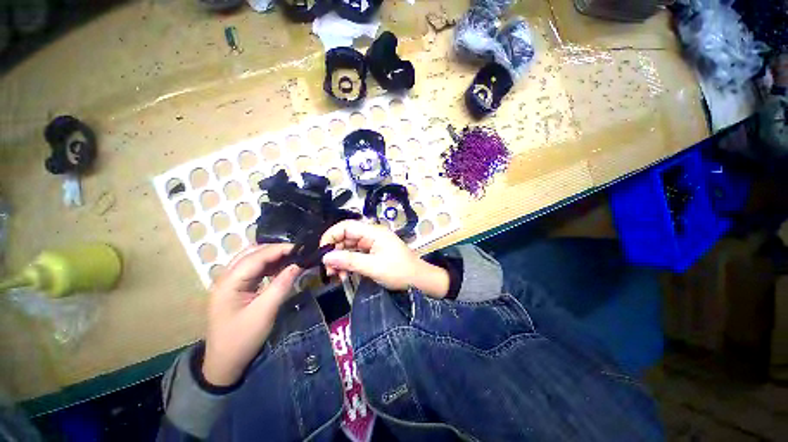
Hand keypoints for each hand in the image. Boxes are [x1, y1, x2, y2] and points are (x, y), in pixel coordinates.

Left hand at [202, 244, 301, 386]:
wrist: (224, 364)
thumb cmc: (242, 339)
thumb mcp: (265, 312)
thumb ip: (282, 285)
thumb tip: (299, 264)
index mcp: (229, 282)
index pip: (256, 256)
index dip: (279, 249)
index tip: (301, 248)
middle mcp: (226, 277)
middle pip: (252, 253)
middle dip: (275, 250)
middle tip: (297, 252)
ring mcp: (230, 283)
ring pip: (252, 259)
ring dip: (272, 257)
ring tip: (293, 258)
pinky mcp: (236, 289)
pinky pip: (254, 270)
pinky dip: (269, 266)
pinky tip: (281, 268)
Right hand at [319, 220, 449, 297]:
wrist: (419, 280)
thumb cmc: (399, 271)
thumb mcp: (374, 267)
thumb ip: (350, 261)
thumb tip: (326, 256)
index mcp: (373, 232)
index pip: (346, 226)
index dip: (331, 236)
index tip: (322, 253)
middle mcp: (371, 235)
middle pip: (346, 237)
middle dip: (335, 252)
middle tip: (328, 270)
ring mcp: (372, 244)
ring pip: (349, 247)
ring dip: (340, 260)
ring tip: (336, 276)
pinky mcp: (373, 253)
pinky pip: (355, 255)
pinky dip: (348, 264)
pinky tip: (344, 276)